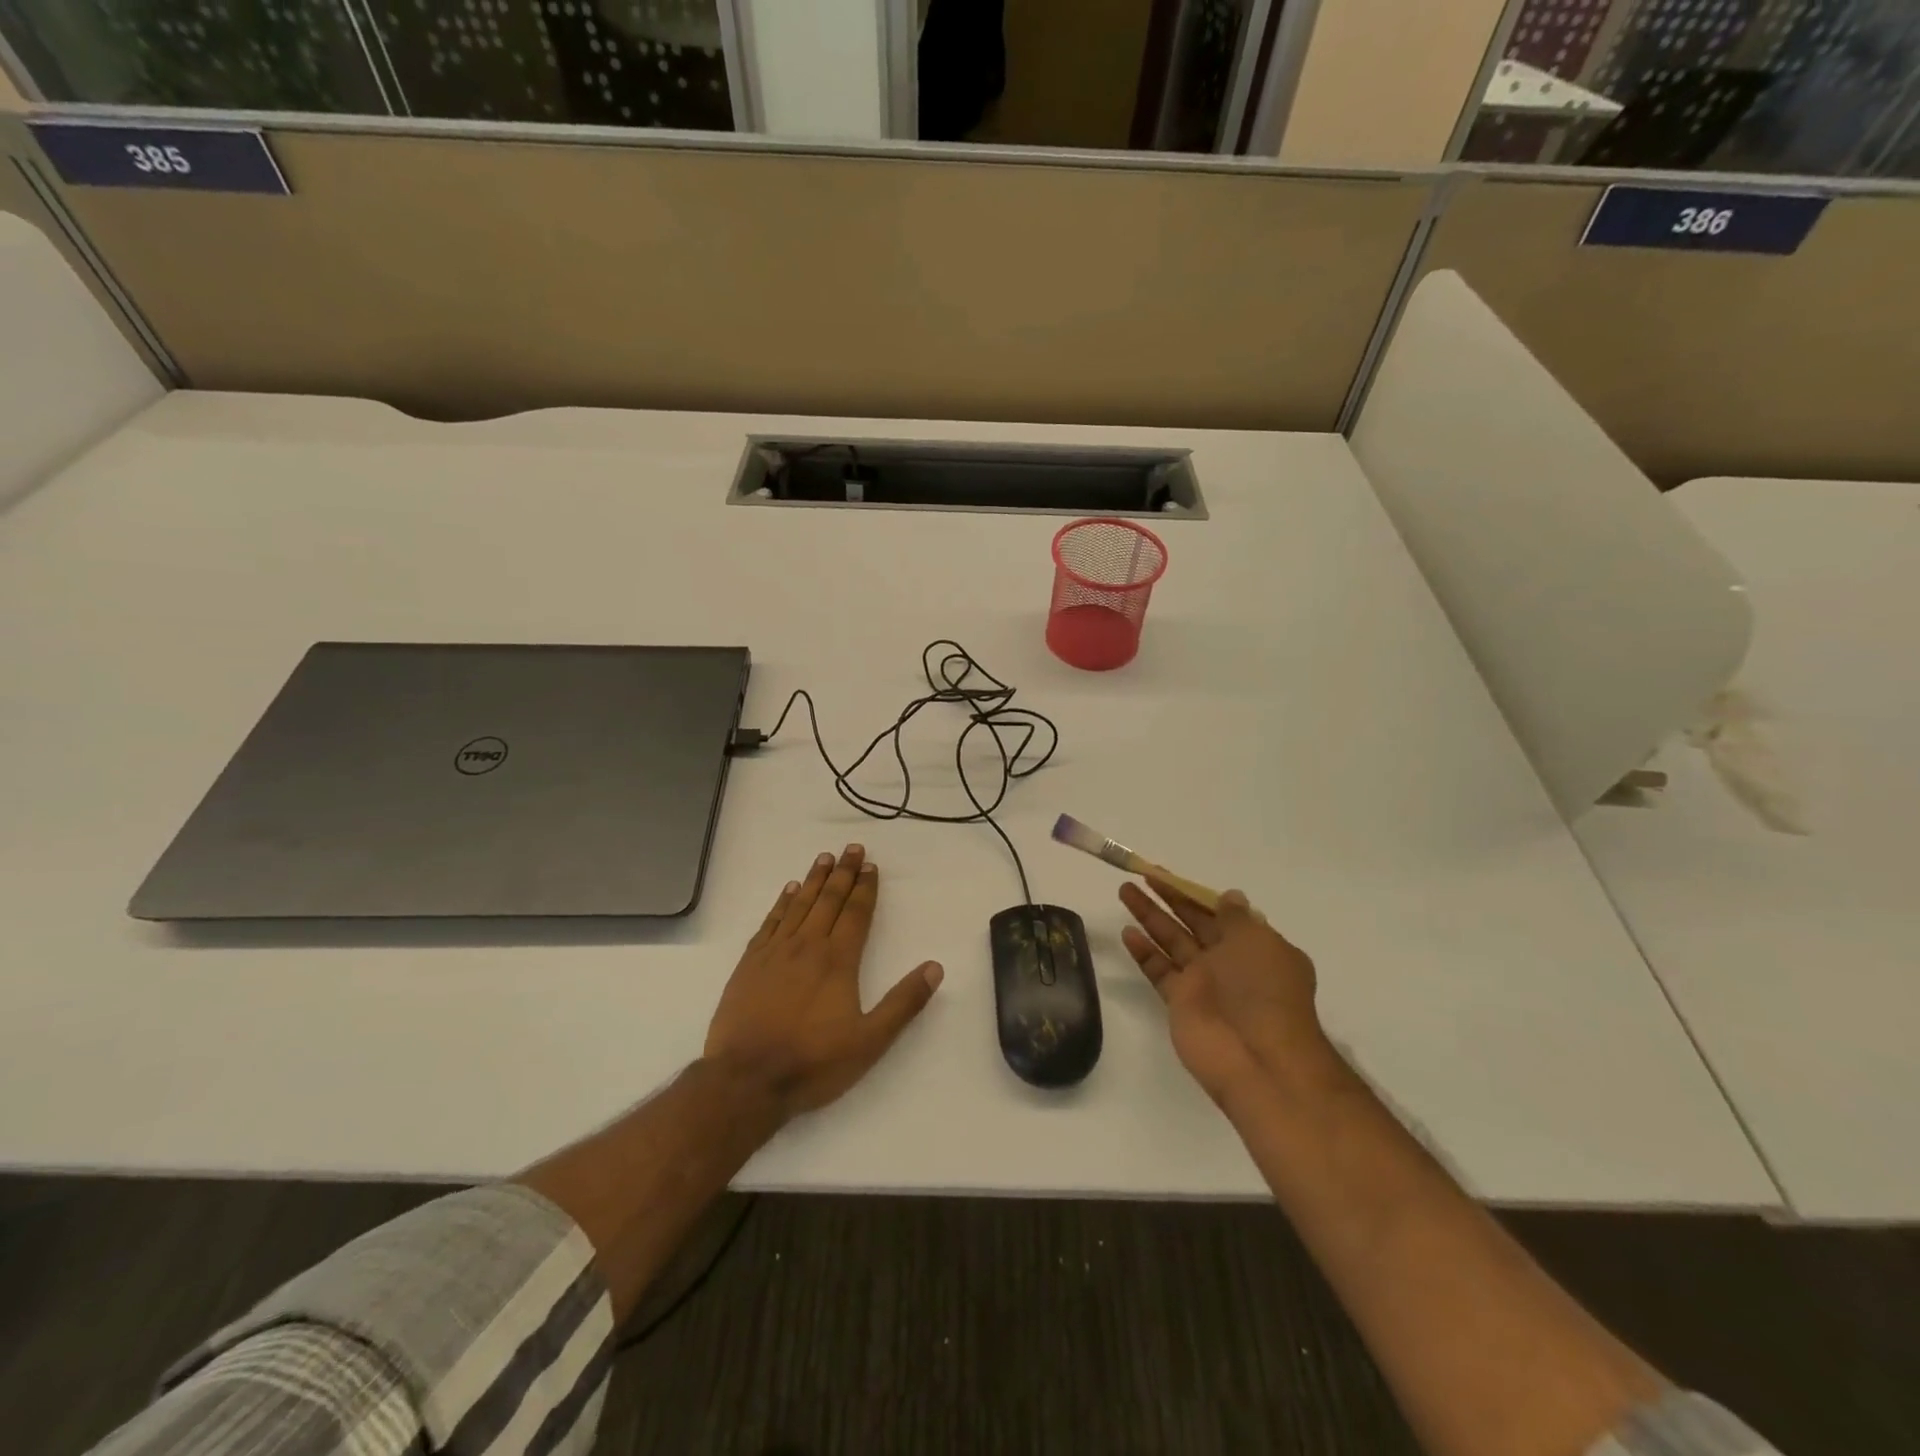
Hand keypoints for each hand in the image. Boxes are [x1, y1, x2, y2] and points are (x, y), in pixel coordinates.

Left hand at [704, 844, 942, 1117]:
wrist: (746, 1080)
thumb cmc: (812, 1062)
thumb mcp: (870, 1041)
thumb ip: (903, 1003)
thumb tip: (935, 967)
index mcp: (838, 961)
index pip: (855, 914)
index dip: (865, 889)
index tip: (871, 866)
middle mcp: (807, 946)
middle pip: (828, 900)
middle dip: (843, 873)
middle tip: (851, 849)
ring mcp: (775, 953)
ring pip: (799, 905)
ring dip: (813, 880)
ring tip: (824, 858)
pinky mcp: (749, 964)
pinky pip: (770, 922)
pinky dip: (782, 903)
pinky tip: (788, 892)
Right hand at [1119, 879, 1338, 1107]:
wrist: (1258, 1058)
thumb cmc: (1263, 990)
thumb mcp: (1257, 942)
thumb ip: (1236, 918)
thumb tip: (1229, 897)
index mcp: (1255, 946)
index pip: (1221, 911)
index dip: (1195, 892)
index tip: (1168, 875)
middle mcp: (1229, 962)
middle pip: (1193, 922)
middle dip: (1169, 898)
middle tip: (1142, 875)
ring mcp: (1204, 983)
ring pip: (1171, 941)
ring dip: (1149, 916)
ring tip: (1125, 891)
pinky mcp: (1180, 1003)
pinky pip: (1159, 970)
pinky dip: (1144, 952)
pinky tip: (1127, 932)